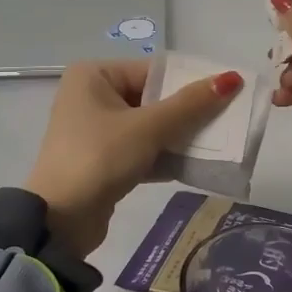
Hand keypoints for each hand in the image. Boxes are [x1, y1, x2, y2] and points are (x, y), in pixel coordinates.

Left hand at [24, 59, 242, 257]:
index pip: (154, 71)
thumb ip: (191, 104)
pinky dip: (165, 156)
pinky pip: (142, 149)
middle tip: (228, 119)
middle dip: (188, 112)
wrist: (59, 221)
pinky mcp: (103, 159)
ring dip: (180, 136)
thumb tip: (232, 78)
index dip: (191, 81)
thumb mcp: (148, 128)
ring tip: (219, 142)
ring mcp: (96, 130)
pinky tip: (196, 164)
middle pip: (153, 98)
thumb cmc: (100, 158)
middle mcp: (92, 96)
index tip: (228, 93)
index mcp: (94, 75)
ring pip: (150, 126)